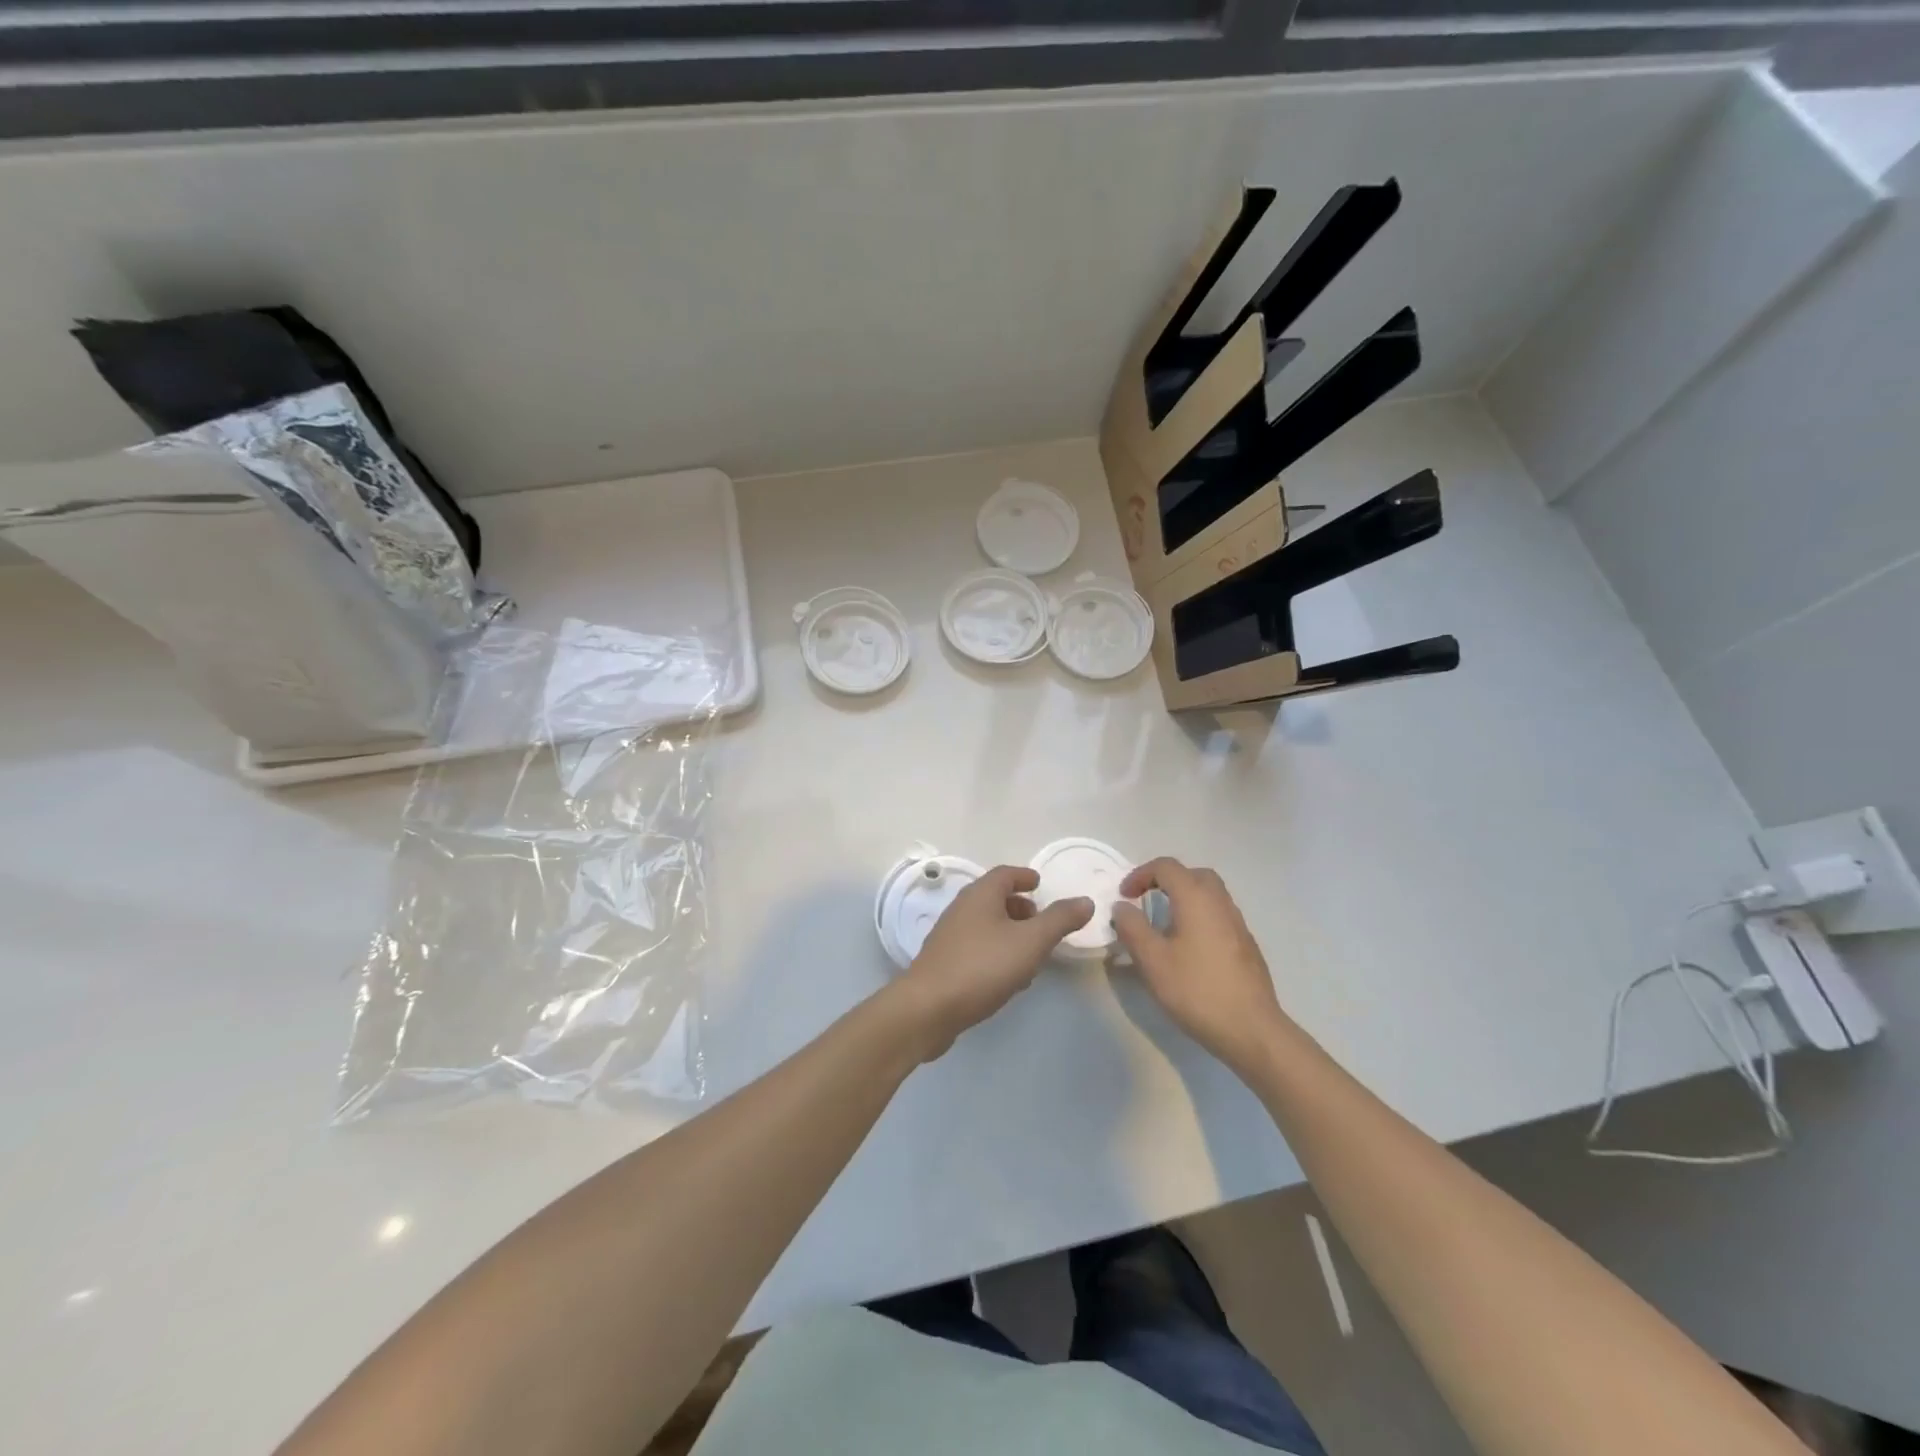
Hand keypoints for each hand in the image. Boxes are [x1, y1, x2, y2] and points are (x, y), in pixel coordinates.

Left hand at [893, 866, 1092, 1060]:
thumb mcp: (1031, 942)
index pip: (1005, 874)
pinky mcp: (944, 963)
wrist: (929, 1008)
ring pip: (986, 925)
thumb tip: (1085, 901)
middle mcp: (961, 909)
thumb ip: (1059, 920)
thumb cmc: (983, 966)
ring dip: (1010, 933)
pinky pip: (977, 948)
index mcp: (980, 895)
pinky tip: (1010, 978)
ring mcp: (950, 936)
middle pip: (994, 898)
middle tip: (1042, 922)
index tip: (1040, 884)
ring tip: (1033, 954)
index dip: (1024, 877)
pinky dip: (997, 952)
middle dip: (1020, 907)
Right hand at [1111, 858, 1290, 1075]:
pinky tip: (1188, 947)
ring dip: (1184, 898)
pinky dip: (1198, 916)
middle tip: (1146, 900)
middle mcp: (1220, 903)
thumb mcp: (1152, 960)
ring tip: (1163, 924)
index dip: (1140, 874)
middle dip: (1166, 880)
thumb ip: (1132, 927)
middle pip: (1193, 874)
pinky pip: (1218, 915)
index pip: (1167, 867)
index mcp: (1196, 899)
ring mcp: (1238, 924)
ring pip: (1209, 894)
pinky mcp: (1246, 945)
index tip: (1124, 896)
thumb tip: (1122, 907)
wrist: (1251, 1029)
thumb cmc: (1196, 990)